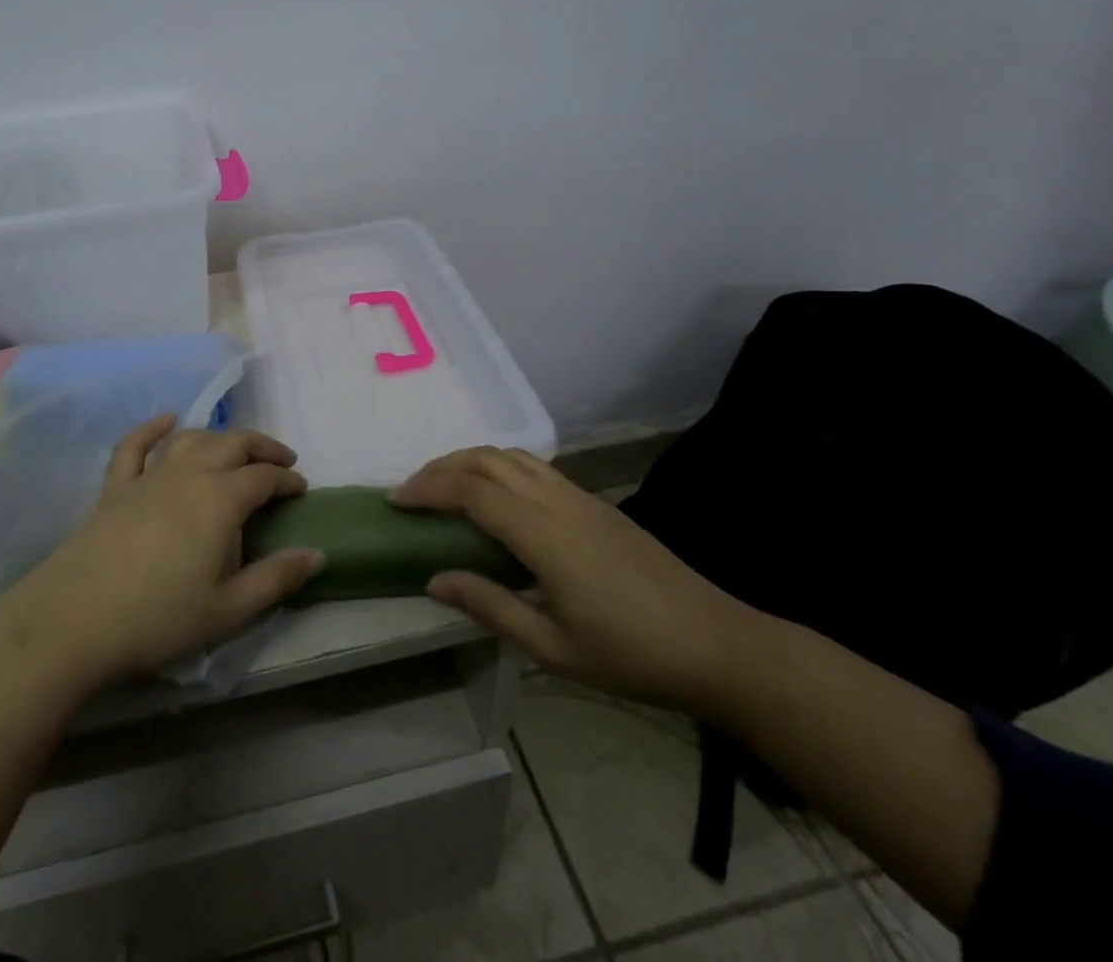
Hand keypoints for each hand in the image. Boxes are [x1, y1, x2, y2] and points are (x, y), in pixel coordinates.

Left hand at [0, 416, 325, 694]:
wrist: (74, 622)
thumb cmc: (159, 619)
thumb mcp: (229, 610)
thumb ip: (277, 579)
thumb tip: (318, 554)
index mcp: (220, 499)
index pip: (264, 476)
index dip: (288, 479)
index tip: (302, 490)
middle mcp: (188, 474)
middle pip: (233, 443)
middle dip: (262, 447)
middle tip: (281, 461)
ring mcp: (148, 476)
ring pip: (191, 438)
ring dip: (219, 437)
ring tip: (235, 449)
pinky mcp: (115, 487)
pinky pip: (135, 445)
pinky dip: (153, 428)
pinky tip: (166, 420)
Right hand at [391, 447, 757, 714]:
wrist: (716, 644)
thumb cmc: (632, 656)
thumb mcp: (554, 648)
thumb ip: (490, 606)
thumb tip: (433, 579)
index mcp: (544, 535)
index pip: (471, 491)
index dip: (428, 488)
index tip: (395, 501)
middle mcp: (557, 501)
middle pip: (487, 459)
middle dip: (441, 466)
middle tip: (411, 490)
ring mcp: (579, 495)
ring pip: (511, 455)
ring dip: (469, 460)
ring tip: (443, 486)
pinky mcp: (594, 501)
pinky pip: (533, 466)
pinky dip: (498, 466)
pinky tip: (493, 495)